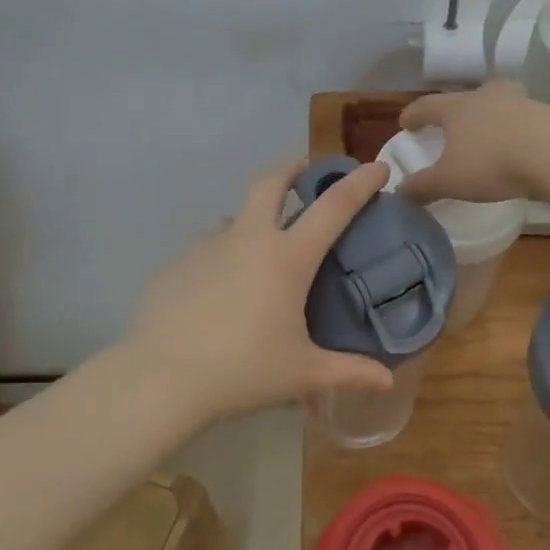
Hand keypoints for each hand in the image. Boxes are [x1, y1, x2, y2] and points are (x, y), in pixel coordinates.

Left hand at [127, 158, 396, 422]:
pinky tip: (217, 291)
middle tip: (303, 171)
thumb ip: (348, 373)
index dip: (359, 183)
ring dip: (251, 220)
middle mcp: (248, 239)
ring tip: (258, 249)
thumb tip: (387, 382)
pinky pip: (204, 251)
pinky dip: (220, 259)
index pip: (333, 207)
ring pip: (233, 218)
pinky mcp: (176, 266)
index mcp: (287, 257)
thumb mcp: (302, 374)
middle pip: (270, 183)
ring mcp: (206, 248)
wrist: (162, 379)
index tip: (377, 167)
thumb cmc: (243, 370)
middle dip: (291, 169)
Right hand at [396, 81, 549, 204]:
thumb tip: (400, 191)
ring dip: (488, 118)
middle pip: (465, 98)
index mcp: (456, 108)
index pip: (427, 106)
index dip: (413, 115)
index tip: (404, 123)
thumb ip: (423, 186)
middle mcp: (486, 97)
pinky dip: (514, 131)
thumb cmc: (492, 162)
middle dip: (455, 112)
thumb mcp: (450, 181)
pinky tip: (517, 147)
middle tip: (450, 125)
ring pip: (497, 105)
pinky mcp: (547, 115)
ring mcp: (519, 102)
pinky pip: (522, 120)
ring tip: (486, 135)